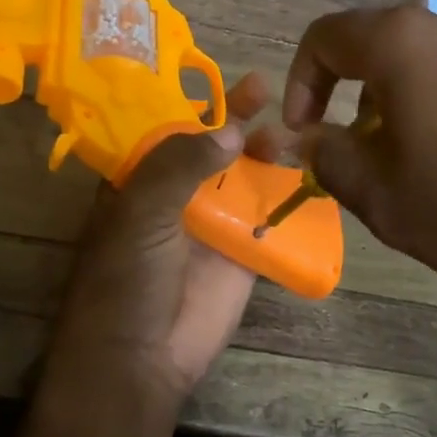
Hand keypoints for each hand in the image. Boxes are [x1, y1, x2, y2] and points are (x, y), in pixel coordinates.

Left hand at [45, 72, 269, 406]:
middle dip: (236, 121)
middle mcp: (176, 197)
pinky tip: (311, 171)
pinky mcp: (242, 255)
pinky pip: (268, 219)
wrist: (140, 359)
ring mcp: (211, 225)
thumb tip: (230, 130)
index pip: (170, 129)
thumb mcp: (142, 211)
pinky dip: (288, 197)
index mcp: (140, 182)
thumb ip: (180, 164)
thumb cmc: (126, 279)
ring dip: (264, 153)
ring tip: (290, 129)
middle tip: (265, 91)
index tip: (225, 77)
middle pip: (212, 149)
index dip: (197, 103)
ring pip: (243, 178)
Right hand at [282, 4, 436, 334]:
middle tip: (358, 158)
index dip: (300, 85)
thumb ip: (330, 160)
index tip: (305, 133)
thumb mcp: (385, 198)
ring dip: (397, 105)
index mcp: (402, 41)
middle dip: (351, 100)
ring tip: (411, 167)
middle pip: (375, 48)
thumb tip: (311, 140)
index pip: (324, 38)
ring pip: (421, 63)